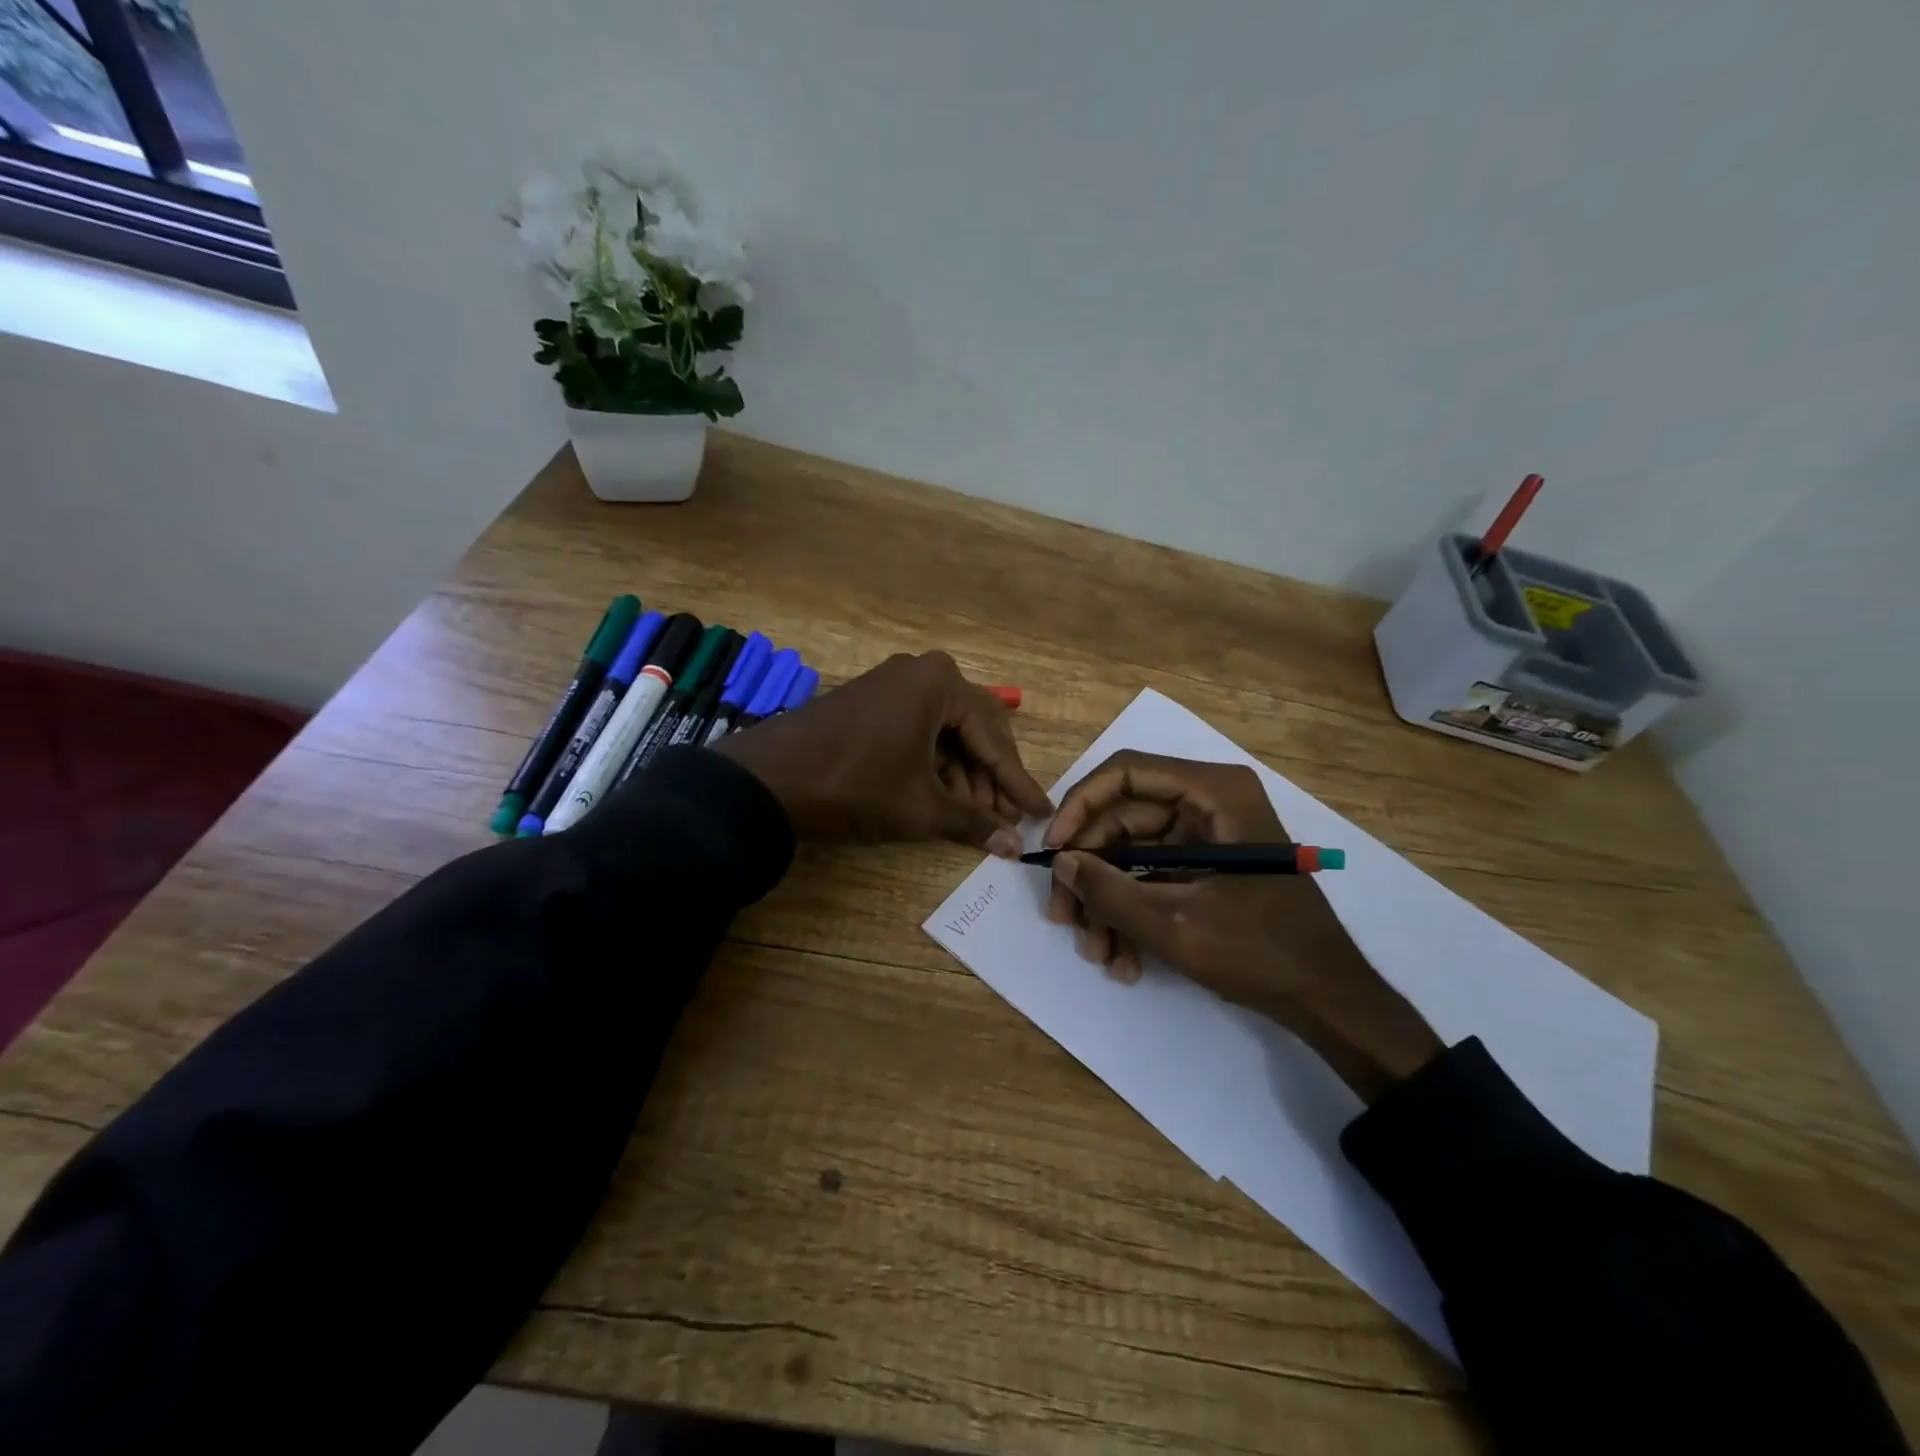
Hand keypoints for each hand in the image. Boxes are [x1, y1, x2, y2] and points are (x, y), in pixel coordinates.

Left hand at [718, 651, 1051, 849]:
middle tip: (1007, 818)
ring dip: (963, 774)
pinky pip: (919, 730)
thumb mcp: (920, 808)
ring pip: (946, 731)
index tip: (1041, 811)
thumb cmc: (854, 786)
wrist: (767, 780)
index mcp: (940, 683)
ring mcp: (893, 683)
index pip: (995, 738)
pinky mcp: (872, 701)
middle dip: (991, 777)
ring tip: (977, 817)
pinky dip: (934, 764)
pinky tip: (944, 797)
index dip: (1018, 782)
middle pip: (975, 729)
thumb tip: (1014, 845)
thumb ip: (973, 823)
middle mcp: (922, 672)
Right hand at [1043, 751, 1441, 1102]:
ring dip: (1108, 901)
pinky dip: (1132, 912)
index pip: (1126, 773)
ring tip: (1098, 953)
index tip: (1054, 851)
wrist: (1329, 1000)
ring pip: (1131, 853)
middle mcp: (1208, 802)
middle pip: (1122, 818)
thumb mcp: (1177, 926)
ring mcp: (1207, 835)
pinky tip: (1123, 959)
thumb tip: (1061, 863)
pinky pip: (1152, 875)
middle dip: (1091, 871)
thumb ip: (1111, 892)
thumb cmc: (1262, 952)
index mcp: (1214, 793)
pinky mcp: (1205, 866)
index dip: (1080, 806)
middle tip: (1064, 918)